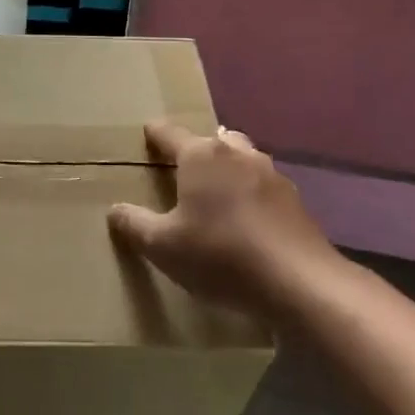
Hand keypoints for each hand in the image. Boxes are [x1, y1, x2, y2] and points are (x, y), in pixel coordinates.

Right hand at [107, 121, 341, 318]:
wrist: (299, 282)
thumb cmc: (220, 255)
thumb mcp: (163, 247)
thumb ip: (135, 224)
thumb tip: (114, 209)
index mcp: (200, 155)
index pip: (170, 134)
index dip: (155, 134)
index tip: (147, 131)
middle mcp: (236, 153)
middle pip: (211, 141)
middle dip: (196, 151)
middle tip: (182, 170)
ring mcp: (271, 174)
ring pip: (241, 160)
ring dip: (227, 170)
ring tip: (216, 193)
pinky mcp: (295, 200)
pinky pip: (263, 187)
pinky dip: (251, 195)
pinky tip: (247, 221)